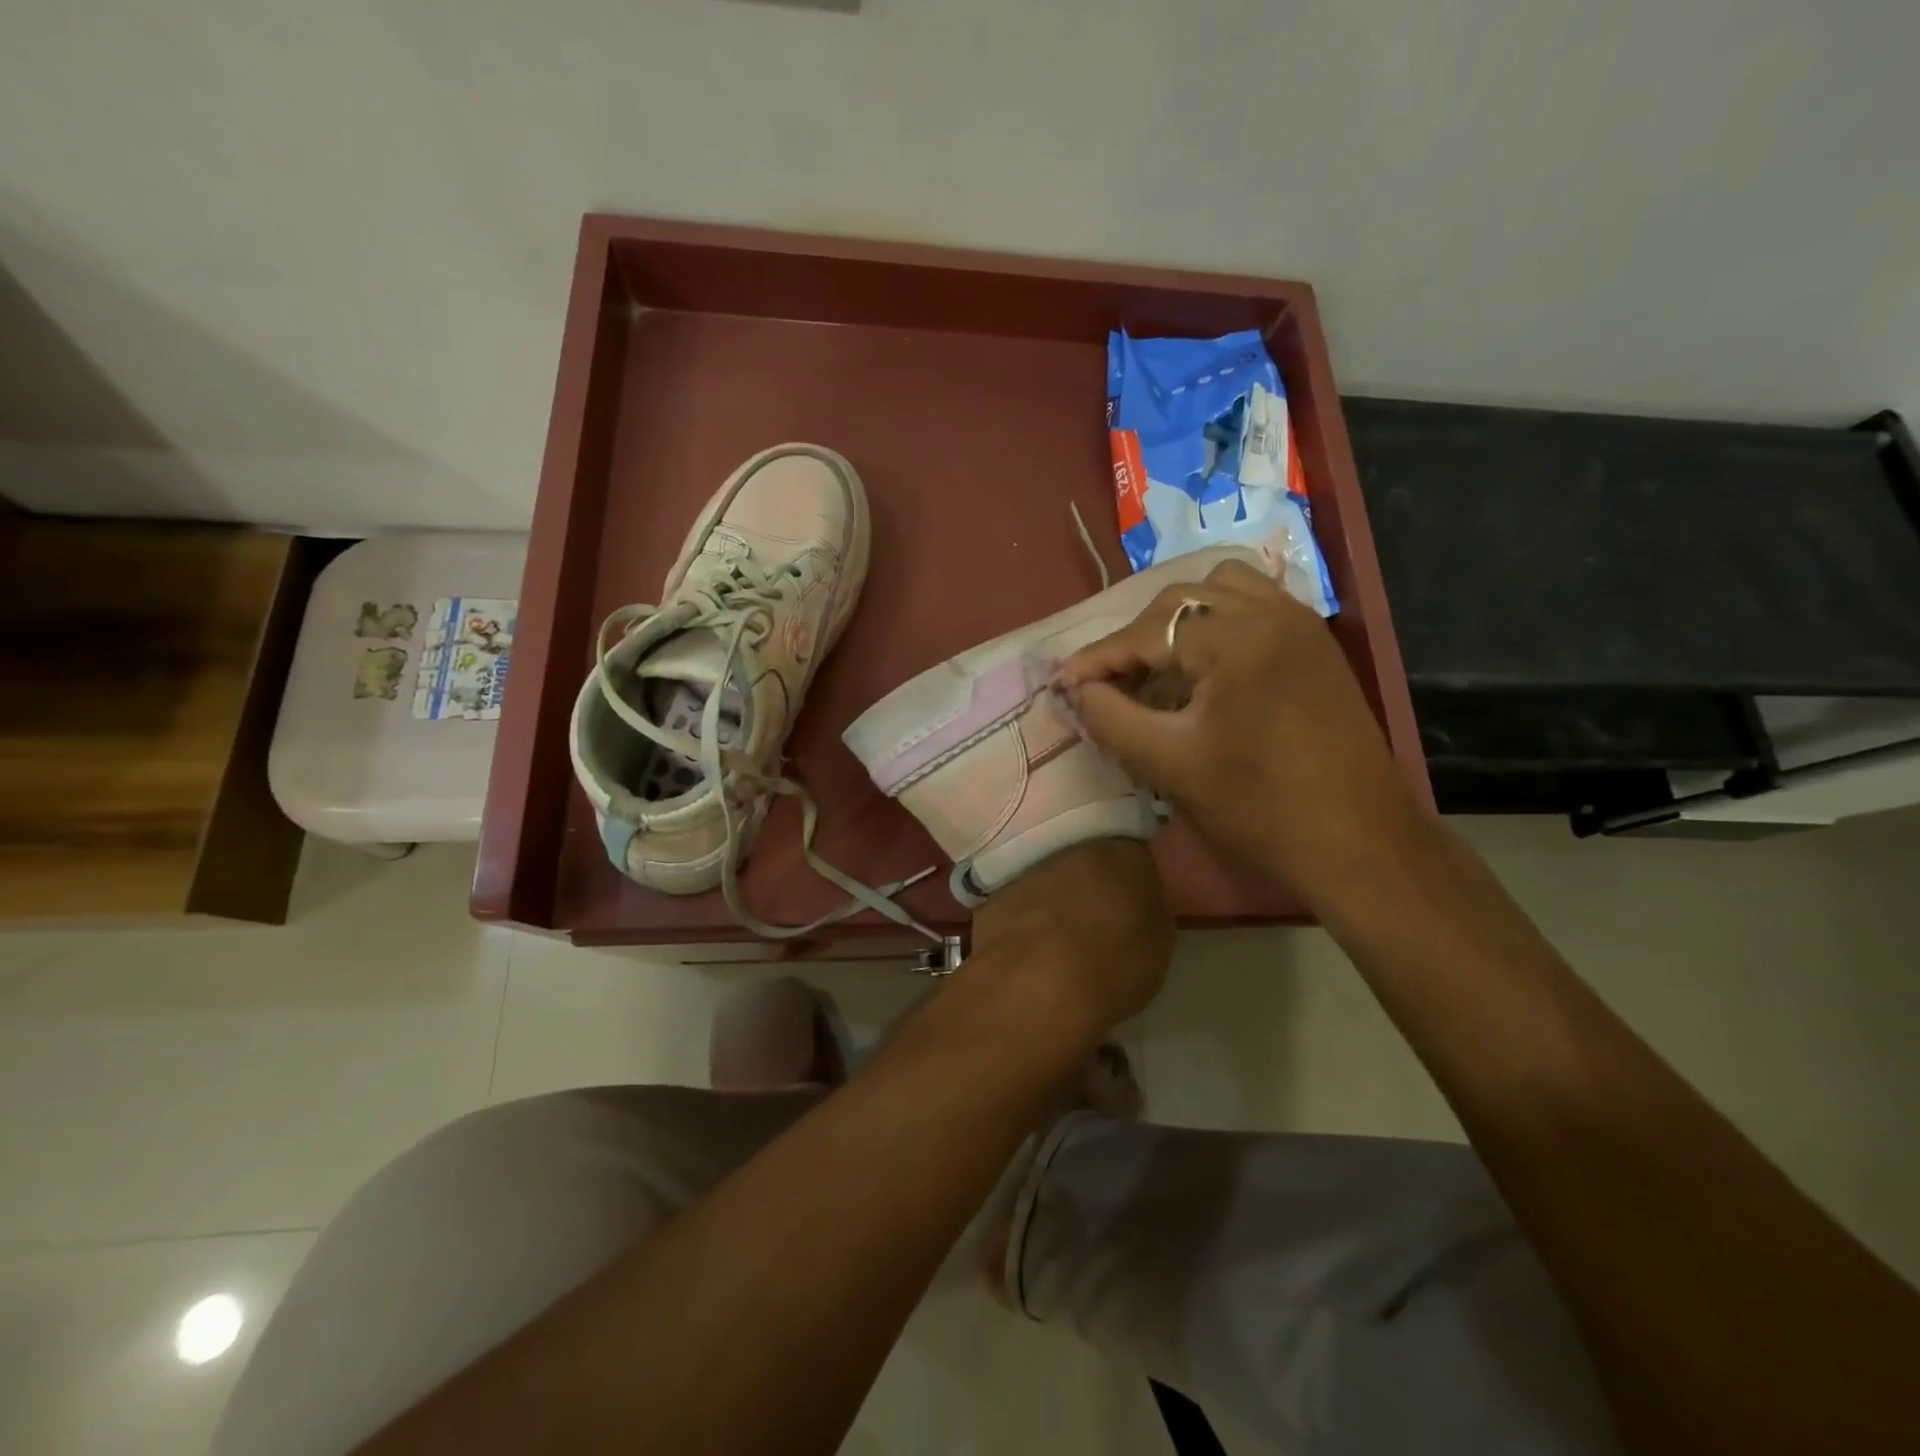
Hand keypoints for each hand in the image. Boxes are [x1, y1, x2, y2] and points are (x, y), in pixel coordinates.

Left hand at [969, 838, 1172, 1037]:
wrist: (1037, 986)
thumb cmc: (1113, 965)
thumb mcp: (1158, 945)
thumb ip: (1149, 913)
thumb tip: (1139, 905)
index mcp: (1122, 853)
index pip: (1135, 855)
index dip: (1135, 882)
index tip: (1134, 907)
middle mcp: (1072, 848)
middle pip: (1088, 861)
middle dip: (1093, 885)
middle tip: (1098, 921)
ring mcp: (1027, 869)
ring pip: (1049, 879)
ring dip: (1056, 899)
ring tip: (1061, 941)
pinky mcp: (991, 895)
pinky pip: (1018, 902)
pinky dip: (1024, 919)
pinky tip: (1029, 949)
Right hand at [1054, 560, 1422, 908]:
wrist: (1357, 843)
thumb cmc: (1259, 806)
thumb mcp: (1169, 764)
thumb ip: (1110, 717)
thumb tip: (1077, 688)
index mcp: (1237, 638)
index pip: (1146, 632)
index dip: (1097, 658)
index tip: (1061, 682)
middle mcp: (1272, 611)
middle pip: (1179, 599)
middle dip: (1135, 638)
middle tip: (1109, 683)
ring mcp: (1300, 622)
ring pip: (1219, 589)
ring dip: (1177, 620)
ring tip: (1158, 666)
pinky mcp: (1315, 643)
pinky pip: (1253, 604)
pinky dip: (1216, 620)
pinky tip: (1203, 663)